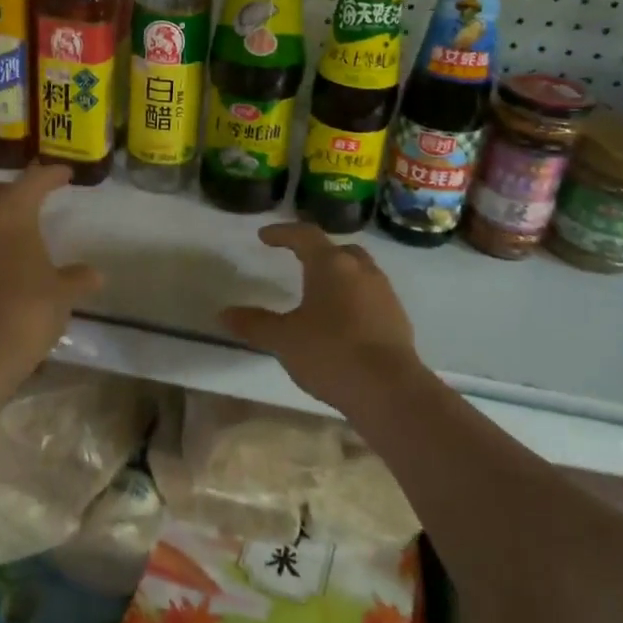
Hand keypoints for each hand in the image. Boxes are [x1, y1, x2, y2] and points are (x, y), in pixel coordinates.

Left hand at [0, 165, 102, 392]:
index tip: (64, 174)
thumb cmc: (25, 315)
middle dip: (2, 189)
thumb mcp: (61, 296)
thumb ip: (76, 279)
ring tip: (2, 228)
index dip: (49, 175)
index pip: (30, 183)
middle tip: (24, 200)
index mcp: (9, 219)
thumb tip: (94, 274)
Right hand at [220, 222, 420, 411]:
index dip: (282, 233)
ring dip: (339, 276)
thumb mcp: (284, 340)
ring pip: (358, 272)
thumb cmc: (331, 353)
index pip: (305, 235)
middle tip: (298, 260)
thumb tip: (224, 314)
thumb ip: (255, 324)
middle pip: (338, 250)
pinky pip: (371, 296)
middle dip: (317, 252)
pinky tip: (342, 321)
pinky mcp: (398, 318)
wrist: (390, 390)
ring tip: (319, 293)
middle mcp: (361, 270)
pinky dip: (354, 299)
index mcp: (331, 265)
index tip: (265, 236)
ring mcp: (384, 293)